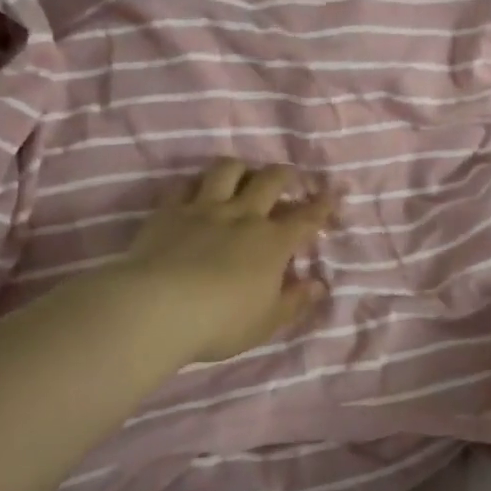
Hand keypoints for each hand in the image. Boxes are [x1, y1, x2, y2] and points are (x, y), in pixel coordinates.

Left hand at [112, 158, 335, 364]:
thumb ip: (295, 301)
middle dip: (286, 175)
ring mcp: (205, 208)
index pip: (306, 218)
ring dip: (241, 168)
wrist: (158, 308)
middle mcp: (243, 216)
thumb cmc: (221, 322)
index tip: (332, 195)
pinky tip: (197, 190)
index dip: (322, 206)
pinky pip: (186, 184)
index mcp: (272, 243)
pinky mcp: (170, 210)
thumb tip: (319, 285)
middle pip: (271, 180)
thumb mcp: (266, 322)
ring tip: (243, 175)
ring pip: (228, 170)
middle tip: (289, 178)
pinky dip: (196, 184)